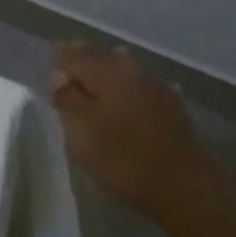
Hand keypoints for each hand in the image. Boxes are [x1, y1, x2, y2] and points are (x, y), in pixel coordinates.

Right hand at [50, 43, 224, 226]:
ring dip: (113, 66)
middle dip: (87, 58)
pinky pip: (145, 87)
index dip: (63, 57)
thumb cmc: (122, 157)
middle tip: (73, 53)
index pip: (78, 59)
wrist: (182, 184)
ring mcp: (157, 90)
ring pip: (128, 70)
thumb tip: (59, 75)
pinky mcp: (173, 110)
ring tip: (104, 64)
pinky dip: (133, 85)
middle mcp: (132, 74)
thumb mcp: (82, 132)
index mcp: (107, 76)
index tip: (53, 52)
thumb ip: (68, 100)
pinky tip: (135, 90)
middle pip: (104, 60)